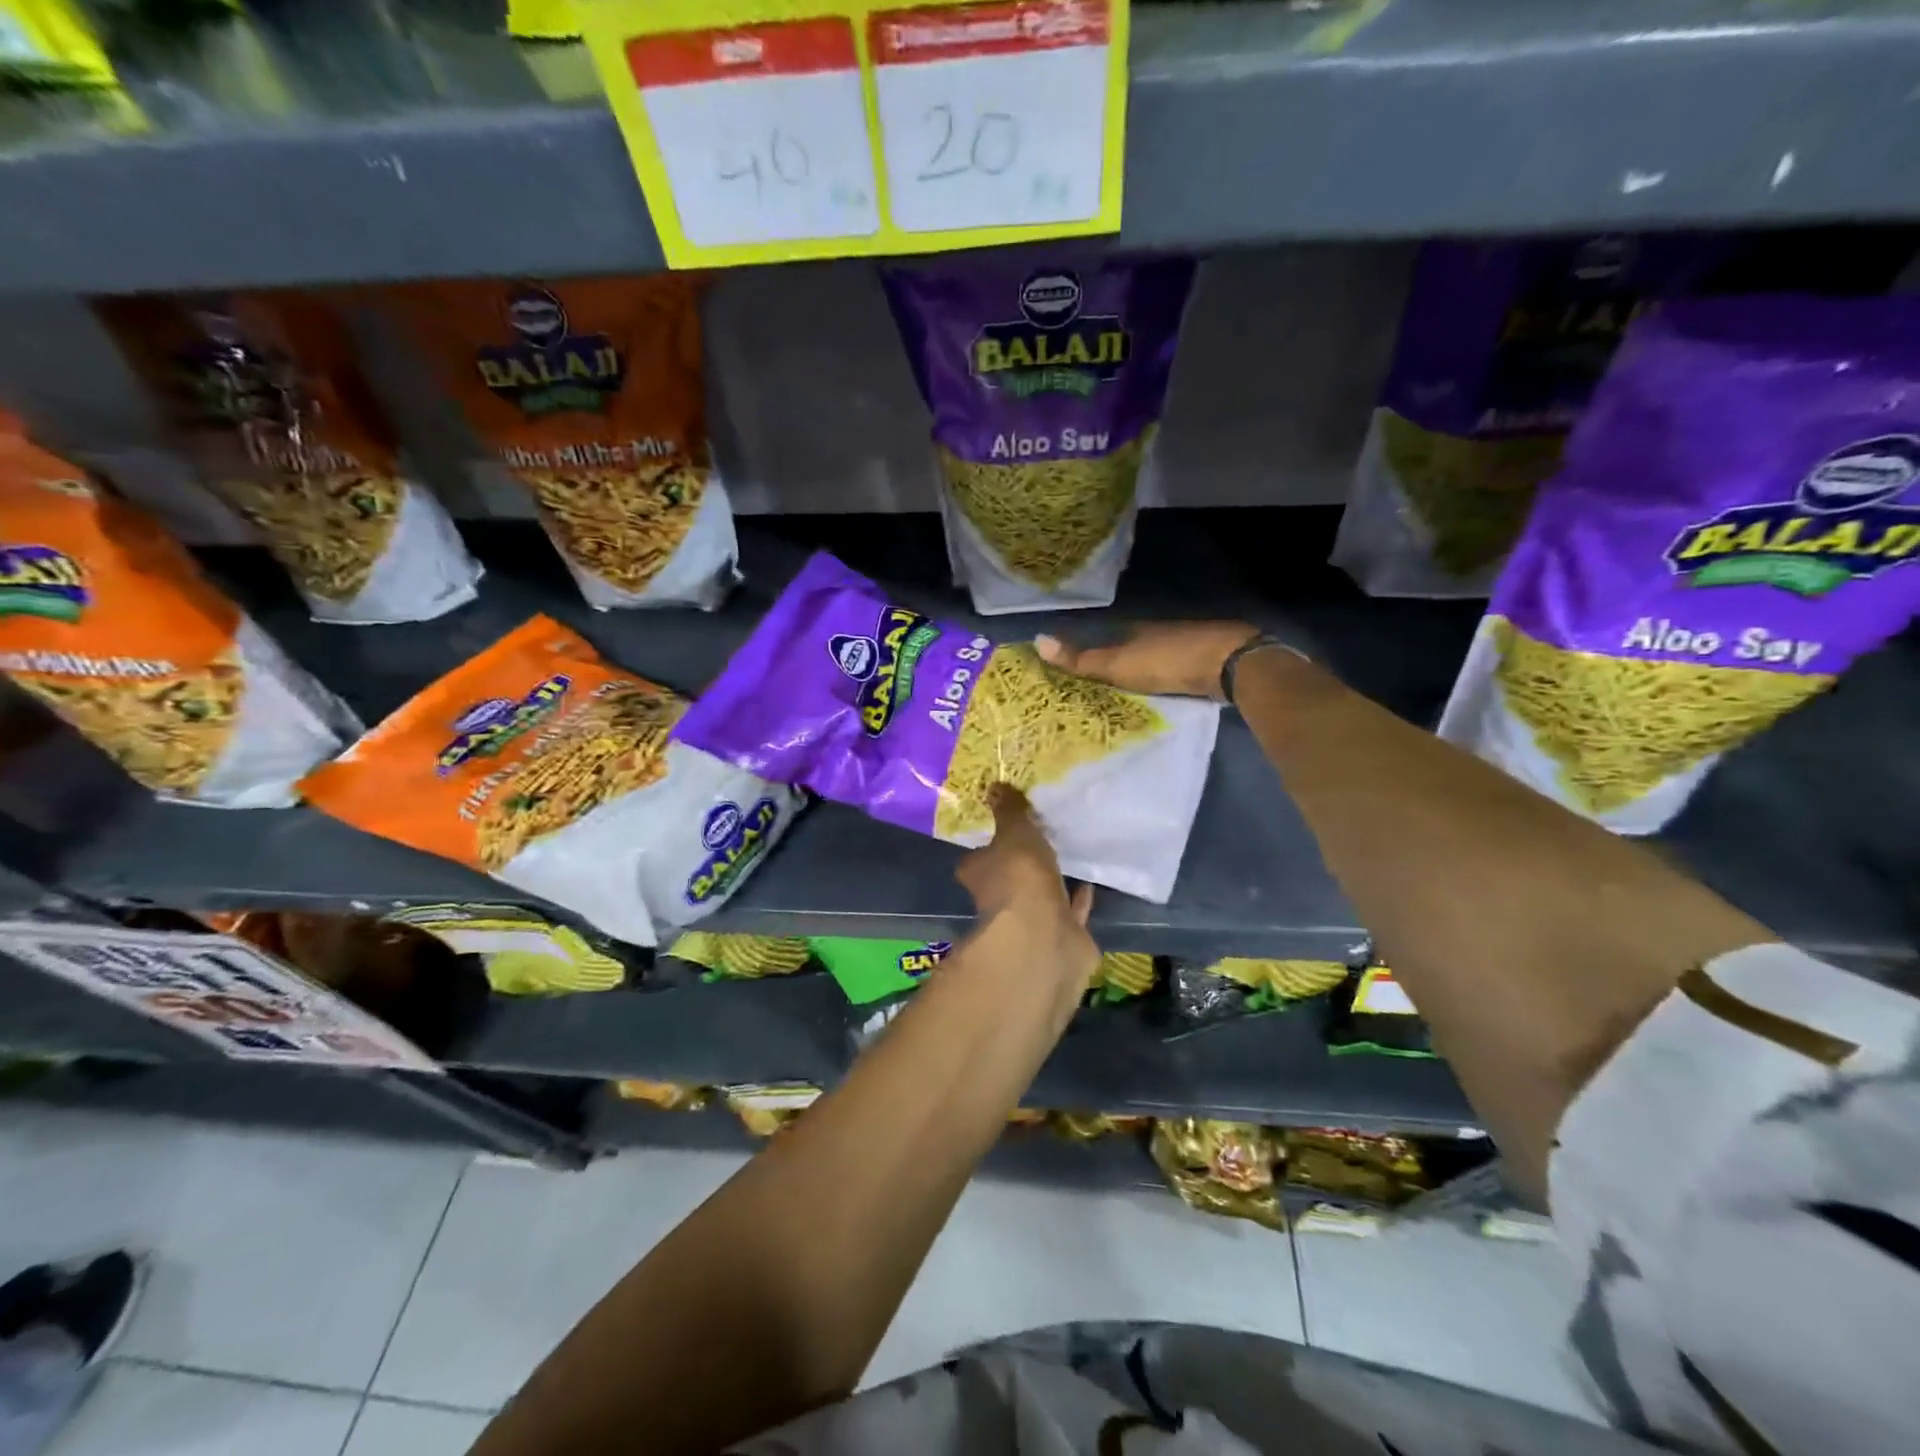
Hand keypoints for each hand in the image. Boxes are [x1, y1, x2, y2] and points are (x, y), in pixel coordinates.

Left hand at [955, 785, 1097, 990]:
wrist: (1045, 934)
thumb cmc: (1019, 875)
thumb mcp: (1014, 831)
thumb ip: (1008, 811)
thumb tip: (994, 786)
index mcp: (977, 874)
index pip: (976, 858)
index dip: (988, 846)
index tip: (1003, 830)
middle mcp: (995, 901)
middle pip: (1006, 879)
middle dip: (1019, 867)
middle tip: (1037, 843)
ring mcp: (1027, 922)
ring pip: (1037, 898)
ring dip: (1048, 884)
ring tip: (1064, 859)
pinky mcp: (1057, 936)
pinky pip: (1067, 912)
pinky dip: (1076, 901)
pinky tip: (1088, 885)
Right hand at [1035, 622, 1262, 700]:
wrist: (1228, 663)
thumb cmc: (1167, 661)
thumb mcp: (1118, 664)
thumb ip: (1081, 659)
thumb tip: (1037, 640)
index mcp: (1134, 629)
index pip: (1104, 636)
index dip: (1089, 650)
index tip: (1074, 668)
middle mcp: (1156, 633)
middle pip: (1129, 647)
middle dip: (1114, 663)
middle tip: (1094, 686)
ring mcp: (1183, 646)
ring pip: (1152, 659)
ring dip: (1138, 673)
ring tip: (1120, 695)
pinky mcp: (1203, 663)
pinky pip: (1172, 672)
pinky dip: (1160, 681)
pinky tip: (1155, 695)